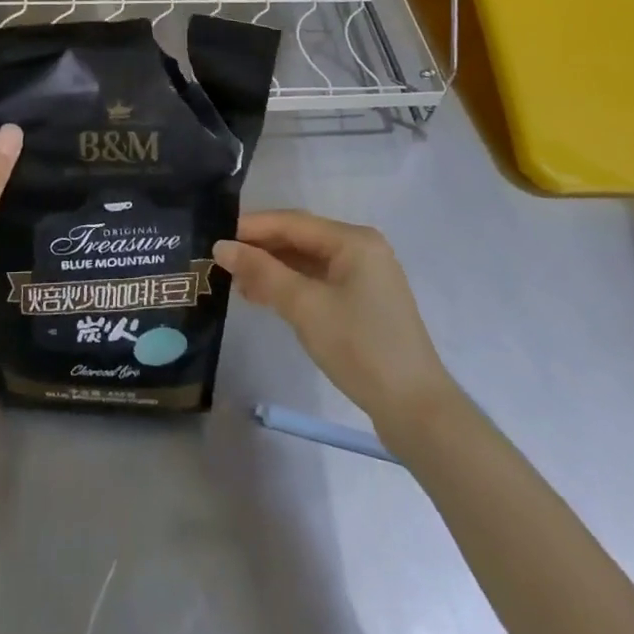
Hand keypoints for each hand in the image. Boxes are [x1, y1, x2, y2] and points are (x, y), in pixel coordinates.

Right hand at [214, 211, 455, 432]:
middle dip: (261, 249)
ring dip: (273, 269)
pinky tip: (264, 297)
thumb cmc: (360, 348)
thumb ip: (262, 272)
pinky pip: (319, 282)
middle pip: (301, 238)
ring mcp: (365, 277)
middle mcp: (361, 249)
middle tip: (222, 262)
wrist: (416, 410)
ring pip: (308, 262)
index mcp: (354, 240)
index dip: (253, 228)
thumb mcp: (305, 306)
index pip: (293, 222)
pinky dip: (291, 286)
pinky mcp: (363, 303)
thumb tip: (221, 247)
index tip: (216, 237)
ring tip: (236, 282)